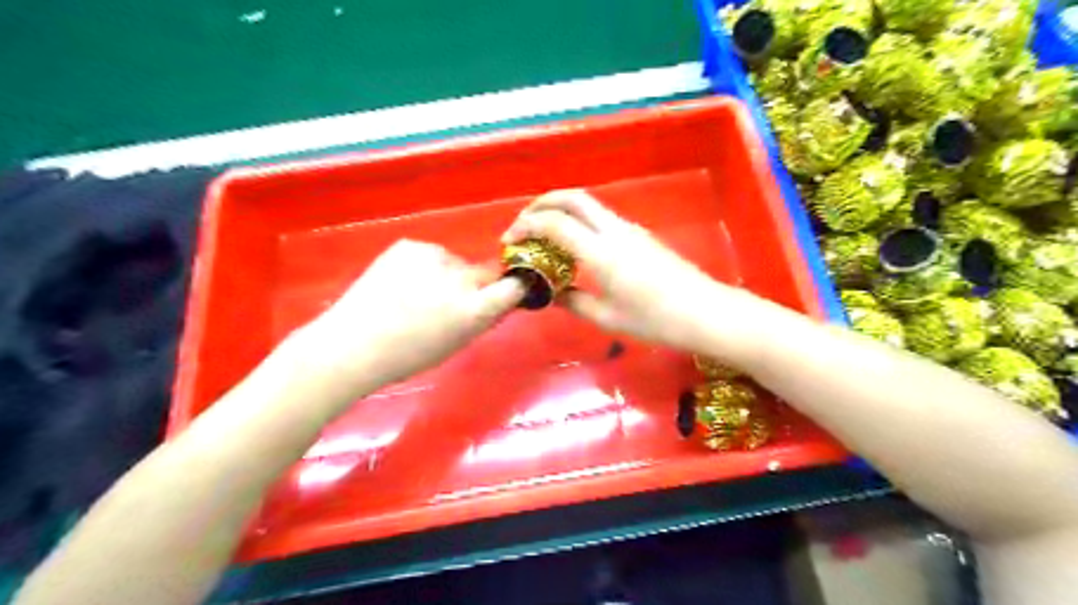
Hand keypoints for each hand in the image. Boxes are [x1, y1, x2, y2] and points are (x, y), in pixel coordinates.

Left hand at [304, 238, 524, 383]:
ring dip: (446, 275)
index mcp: (474, 309)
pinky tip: (400, 283)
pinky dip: (423, 266)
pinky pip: (429, 255)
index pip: (513, 286)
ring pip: (454, 263)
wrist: (352, 344)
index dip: (514, 286)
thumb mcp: (456, 344)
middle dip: (475, 286)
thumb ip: (483, 320)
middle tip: (448, 303)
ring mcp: (433, 256)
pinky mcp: (409, 245)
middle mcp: (460, 278)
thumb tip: (501, 301)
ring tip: (415, 294)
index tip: (509, 291)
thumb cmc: (407, 356)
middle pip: (483, 273)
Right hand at [504, 189, 766, 359]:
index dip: (526, 227)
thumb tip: (551, 293)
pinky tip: (574, 246)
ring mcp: (630, 229)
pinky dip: (579, 221)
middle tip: (523, 224)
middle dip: (542, 204)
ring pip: (588, 205)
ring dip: (561, 211)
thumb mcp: (606, 317)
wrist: (704, 312)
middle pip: (572, 198)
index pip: (555, 224)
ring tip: (544, 235)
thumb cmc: (655, 321)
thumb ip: (573, 301)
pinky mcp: (640, 235)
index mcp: (601, 252)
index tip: (510, 242)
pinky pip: (601, 218)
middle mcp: (614, 231)